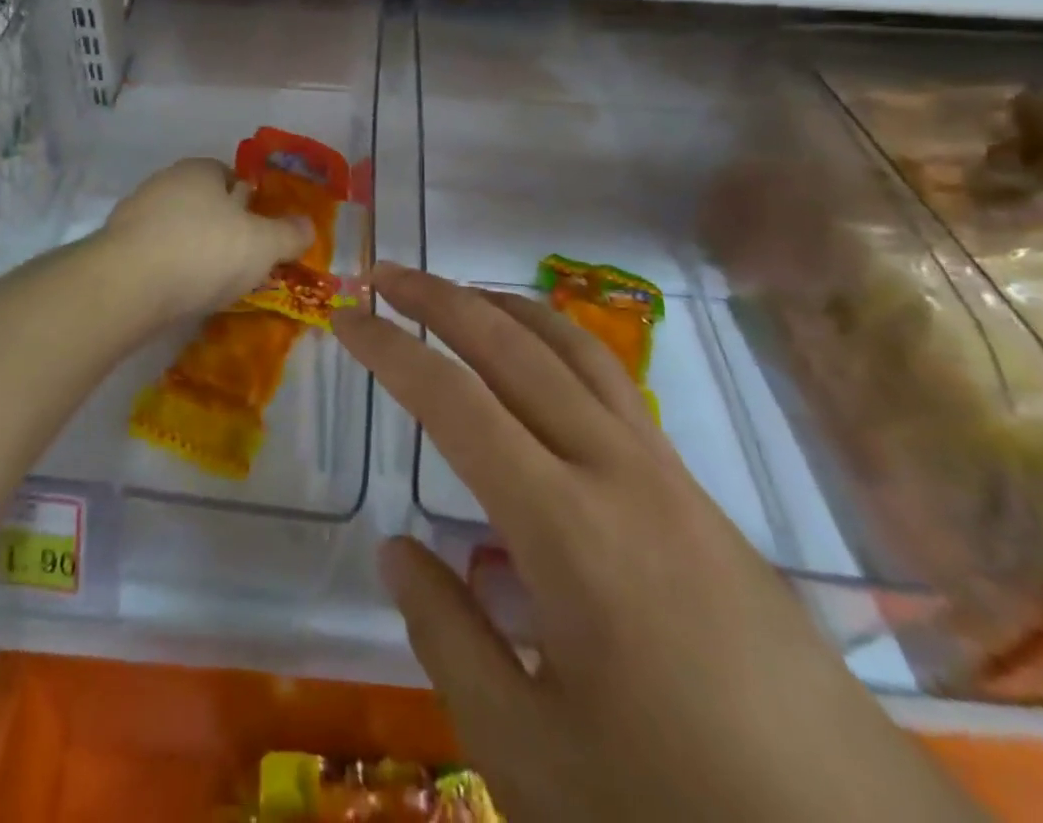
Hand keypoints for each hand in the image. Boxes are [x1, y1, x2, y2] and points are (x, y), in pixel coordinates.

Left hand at [100, 158, 313, 326]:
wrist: (127, 285)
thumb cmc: (204, 251)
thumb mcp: (263, 244)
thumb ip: (289, 234)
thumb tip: (308, 226)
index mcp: (199, 171)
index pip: (228, 175)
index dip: (247, 200)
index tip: (259, 230)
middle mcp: (164, 183)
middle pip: (201, 202)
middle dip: (219, 226)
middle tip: (239, 259)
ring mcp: (133, 214)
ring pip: (174, 228)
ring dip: (191, 249)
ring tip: (210, 283)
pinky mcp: (114, 247)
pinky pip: (152, 254)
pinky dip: (167, 269)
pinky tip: (177, 293)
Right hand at [335, 265, 987, 822]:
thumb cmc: (679, 815)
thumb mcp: (529, 758)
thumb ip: (448, 636)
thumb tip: (399, 548)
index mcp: (566, 528)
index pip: (455, 402)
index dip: (391, 349)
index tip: (344, 317)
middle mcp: (617, 471)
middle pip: (515, 346)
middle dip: (440, 298)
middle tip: (384, 274)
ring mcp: (666, 474)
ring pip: (575, 349)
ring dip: (505, 307)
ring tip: (455, 295)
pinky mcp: (697, 495)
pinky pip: (612, 386)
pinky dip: (555, 348)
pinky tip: (535, 376)